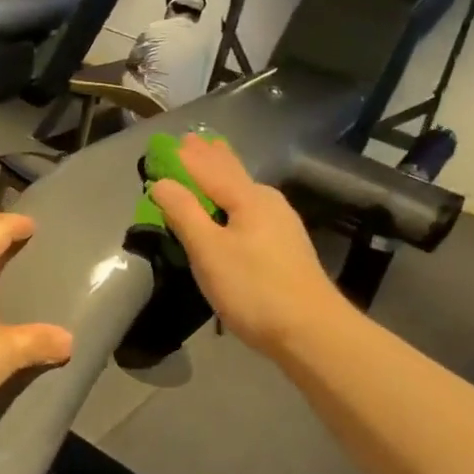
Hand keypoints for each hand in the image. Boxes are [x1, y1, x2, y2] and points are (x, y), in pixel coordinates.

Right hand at [149, 135, 347, 354]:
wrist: (311, 332)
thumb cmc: (254, 289)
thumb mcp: (209, 251)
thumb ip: (184, 213)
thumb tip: (162, 182)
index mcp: (248, 198)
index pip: (209, 169)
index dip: (186, 157)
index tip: (169, 142)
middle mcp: (268, 202)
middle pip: (232, 173)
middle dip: (210, 158)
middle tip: (194, 140)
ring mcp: (282, 224)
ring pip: (245, 190)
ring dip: (224, 175)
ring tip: (213, 161)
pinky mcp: (287, 247)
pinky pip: (252, 208)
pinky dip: (235, 198)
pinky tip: (238, 205)